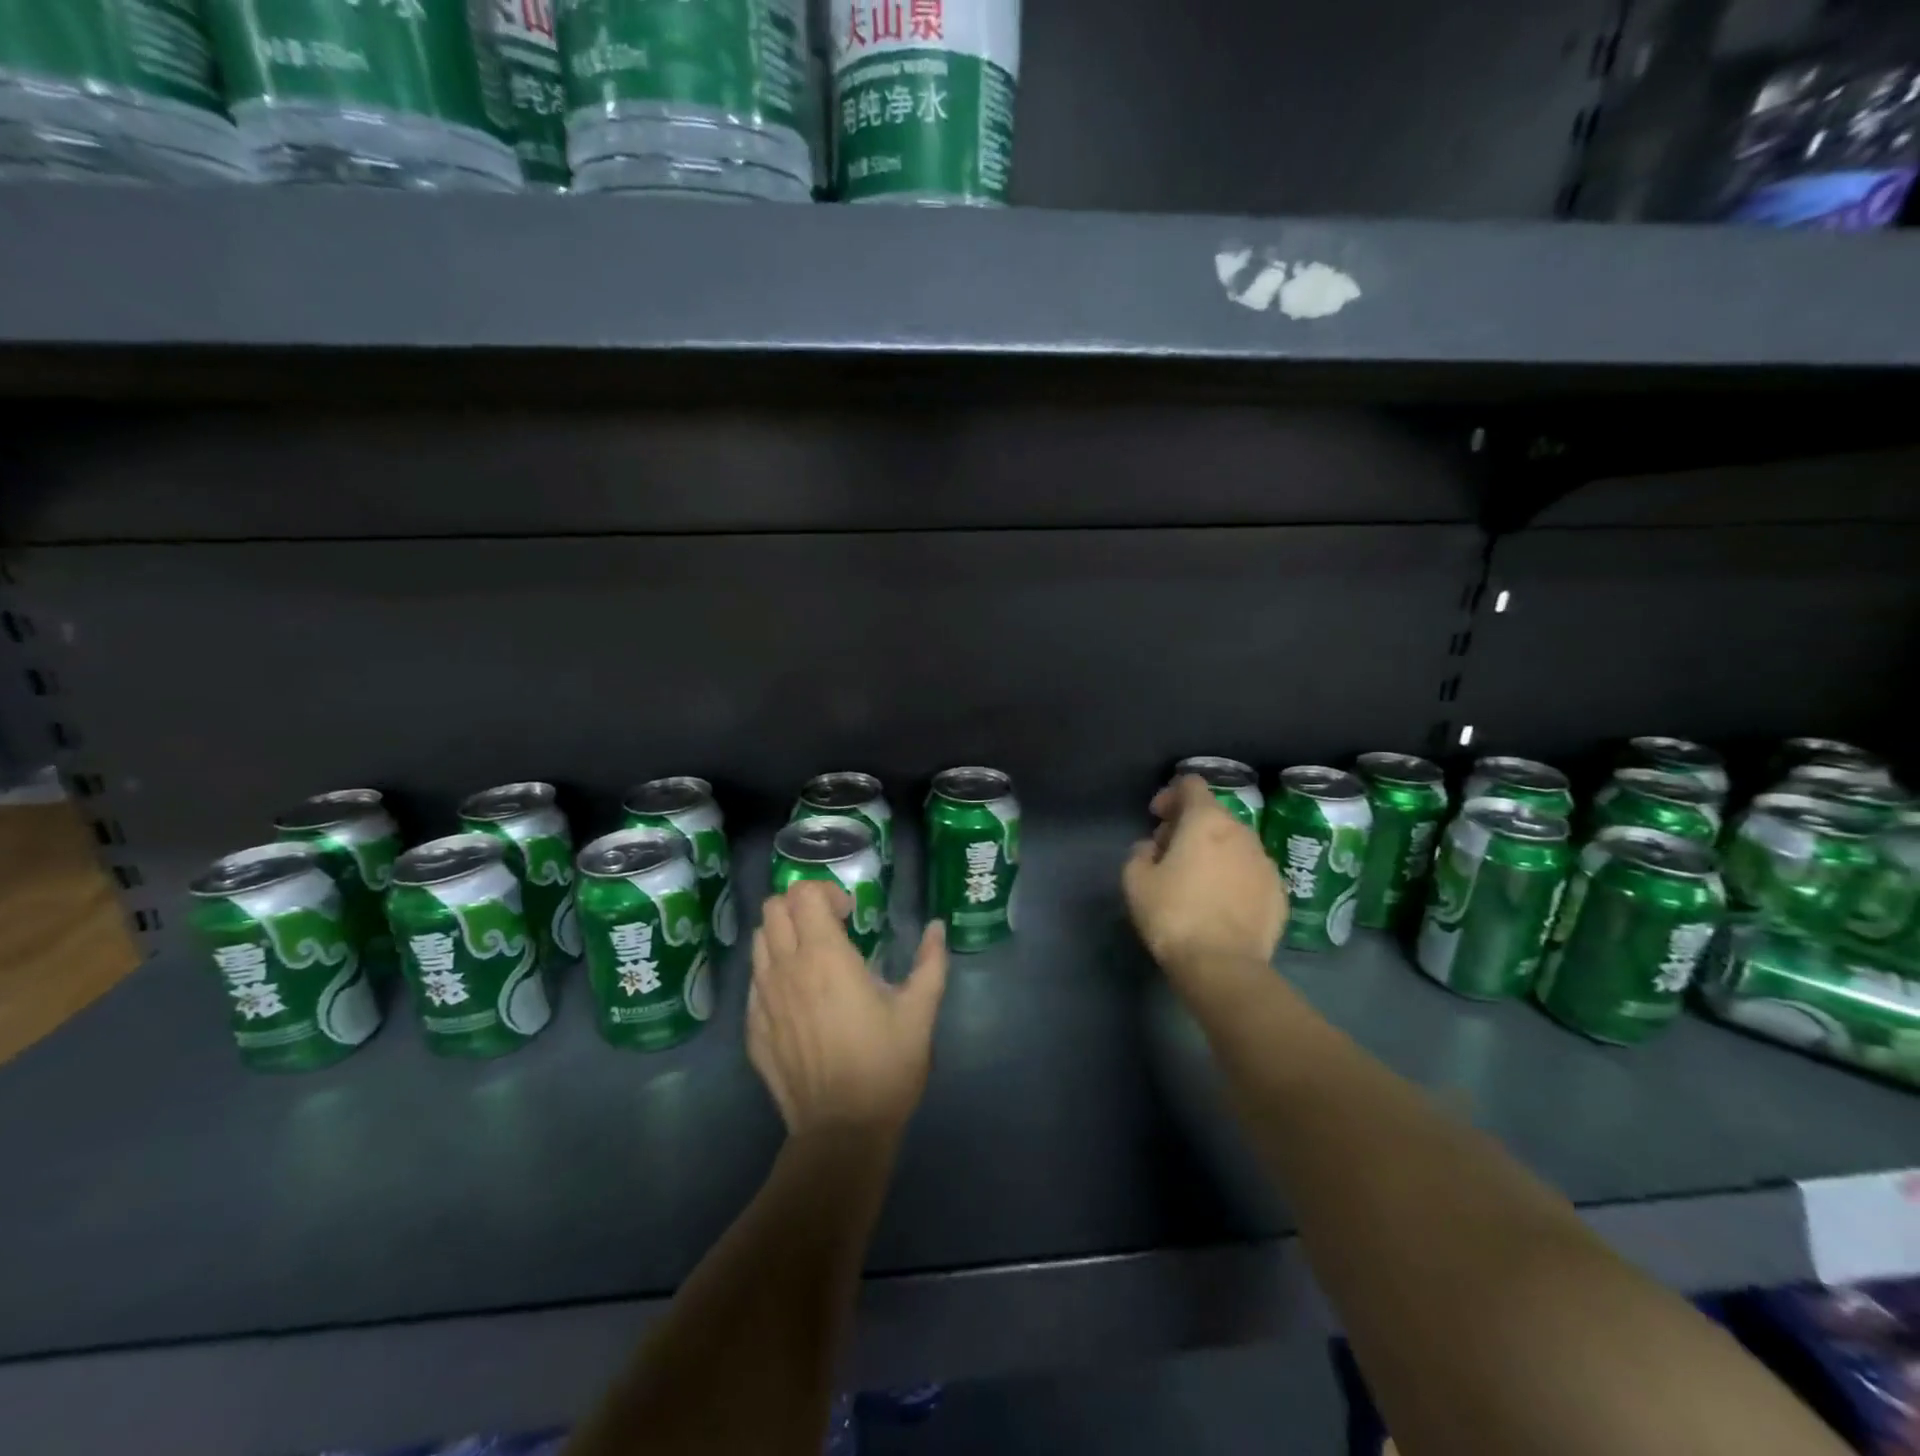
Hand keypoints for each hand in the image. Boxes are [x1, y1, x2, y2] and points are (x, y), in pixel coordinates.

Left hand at [747, 880, 948, 1139]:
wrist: (841, 1132)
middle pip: (773, 909)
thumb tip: (938, 927)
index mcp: (825, 956)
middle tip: (831, 928)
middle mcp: (786, 969)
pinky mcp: (753, 1029)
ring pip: (758, 941)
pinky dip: (772, 971)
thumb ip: (930, 962)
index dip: (825, 892)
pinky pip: (754, 980)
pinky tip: (799, 997)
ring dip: (784, 936)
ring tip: (813, 959)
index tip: (850, 914)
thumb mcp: (919, 1011)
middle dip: (801, 906)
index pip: (802, 894)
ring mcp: (763, 999)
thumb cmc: (885, 1066)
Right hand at [1123, 775, 1287, 995]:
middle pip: (1214, 814)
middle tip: (1168, 851)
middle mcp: (1242, 833)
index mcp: (1206, 821)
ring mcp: (1265, 863)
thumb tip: (1152, 848)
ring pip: (1235, 843)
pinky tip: (1219, 902)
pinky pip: (1250, 872)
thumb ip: (1140, 852)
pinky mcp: (1279, 893)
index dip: (1170, 794)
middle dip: (1189, 825)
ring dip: (1214, 850)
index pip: (1192, 784)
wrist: (1223, 966)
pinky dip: (1233, 876)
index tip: (1156, 817)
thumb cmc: (1173, 915)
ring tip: (1195, 879)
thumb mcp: (1135, 880)